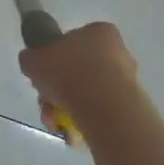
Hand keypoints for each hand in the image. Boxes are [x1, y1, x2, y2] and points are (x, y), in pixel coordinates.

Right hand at [18, 22, 141, 133]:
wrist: (104, 108)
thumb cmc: (68, 72)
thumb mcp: (34, 59)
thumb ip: (32, 58)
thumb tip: (33, 63)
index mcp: (99, 32)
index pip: (74, 41)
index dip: (55, 59)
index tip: (45, 74)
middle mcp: (119, 52)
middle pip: (79, 71)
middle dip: (59, 89)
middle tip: (46, 102)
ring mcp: (128, 81)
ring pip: (88, 94)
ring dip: (67, 107)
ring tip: (55, 123)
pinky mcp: (132, 107)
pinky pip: (100, 111)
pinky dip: (84, 121)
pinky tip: (72, 132)